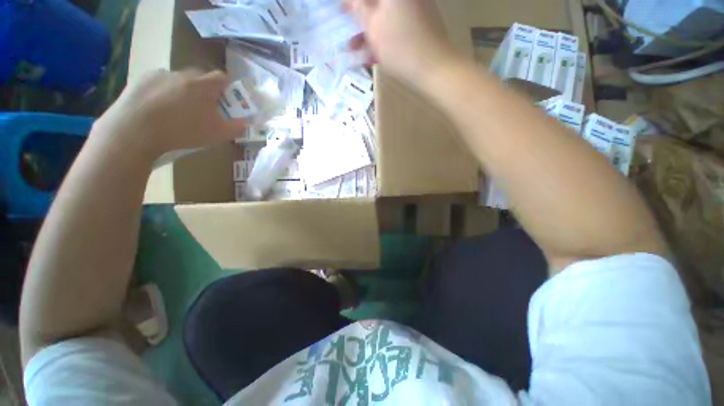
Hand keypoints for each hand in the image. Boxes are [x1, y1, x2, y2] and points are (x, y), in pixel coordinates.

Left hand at [91, 69, 246, 159]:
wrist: (135, 131)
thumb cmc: (183, 131)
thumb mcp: (217, 134)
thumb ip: (236, 127)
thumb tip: (246, 122)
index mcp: (204, 85)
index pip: (223, 77)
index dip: (228, 87)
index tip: (228, 99)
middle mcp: (183, 74)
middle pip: (200, 77)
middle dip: (206, 89)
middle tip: (204, 108)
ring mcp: (160, 74)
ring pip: (179, 80)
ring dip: (183, 90)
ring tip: (178, 110)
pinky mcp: (141, 80)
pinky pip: (159, 82)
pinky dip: (163, 91)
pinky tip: (158, 108)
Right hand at [345, 0, 456, 83]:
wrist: (434, 68)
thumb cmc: (400, 47)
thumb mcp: (373, 27)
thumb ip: (357, 8)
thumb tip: (349, 1)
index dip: (353, 4)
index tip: (342, 13)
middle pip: (377, 4)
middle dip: (360, 16)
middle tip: (349, 34)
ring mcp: (416, 6)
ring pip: (386, 14)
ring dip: (370, 29)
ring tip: (356, 49)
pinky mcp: (421, 22)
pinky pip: (397, 23)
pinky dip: (384, 34)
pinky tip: (374, 52)